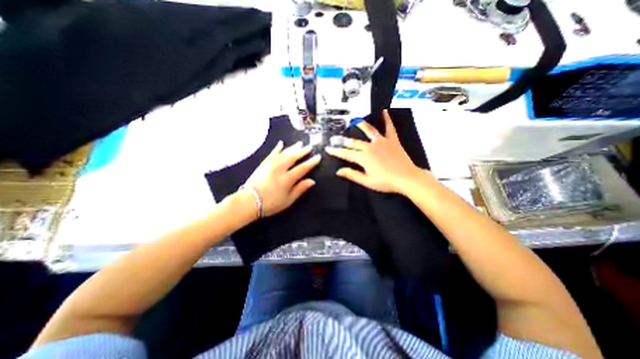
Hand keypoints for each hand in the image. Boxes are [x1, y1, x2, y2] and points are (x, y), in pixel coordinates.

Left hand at [242, 142, 319, 217]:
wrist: (249, 201)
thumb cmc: (270, 203)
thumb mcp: (288, 200)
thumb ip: (300, 189)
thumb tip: (312, 181)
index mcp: (287, 179)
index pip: (302, 168)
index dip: (311, 162)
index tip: (318, 157)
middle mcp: (280, 169)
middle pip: (293, 157)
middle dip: (303, 151)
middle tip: (310, 146)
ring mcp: (271, 164)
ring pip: (284, 153)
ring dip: (293, 147)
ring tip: (299, 143)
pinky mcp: (263, 164)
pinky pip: (272, 153)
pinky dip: (277, 148)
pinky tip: (281, 143)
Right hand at [326, 109, 422, 194]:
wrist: (407, 178)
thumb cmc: (386, 182)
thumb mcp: (367, 181)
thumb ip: (352, 174)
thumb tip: (339, 171)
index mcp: (363, 157)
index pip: (346, 153)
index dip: (336, 151)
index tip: (328, 148)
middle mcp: (370, 147)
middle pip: (354, 142)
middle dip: (343, 141)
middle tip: (336, 138)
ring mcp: (382, 142)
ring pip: (368, 131)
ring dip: (360, 125)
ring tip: (354, 120)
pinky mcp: (392, 140)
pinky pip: (389, 128)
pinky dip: (387, 119)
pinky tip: (385, 111)